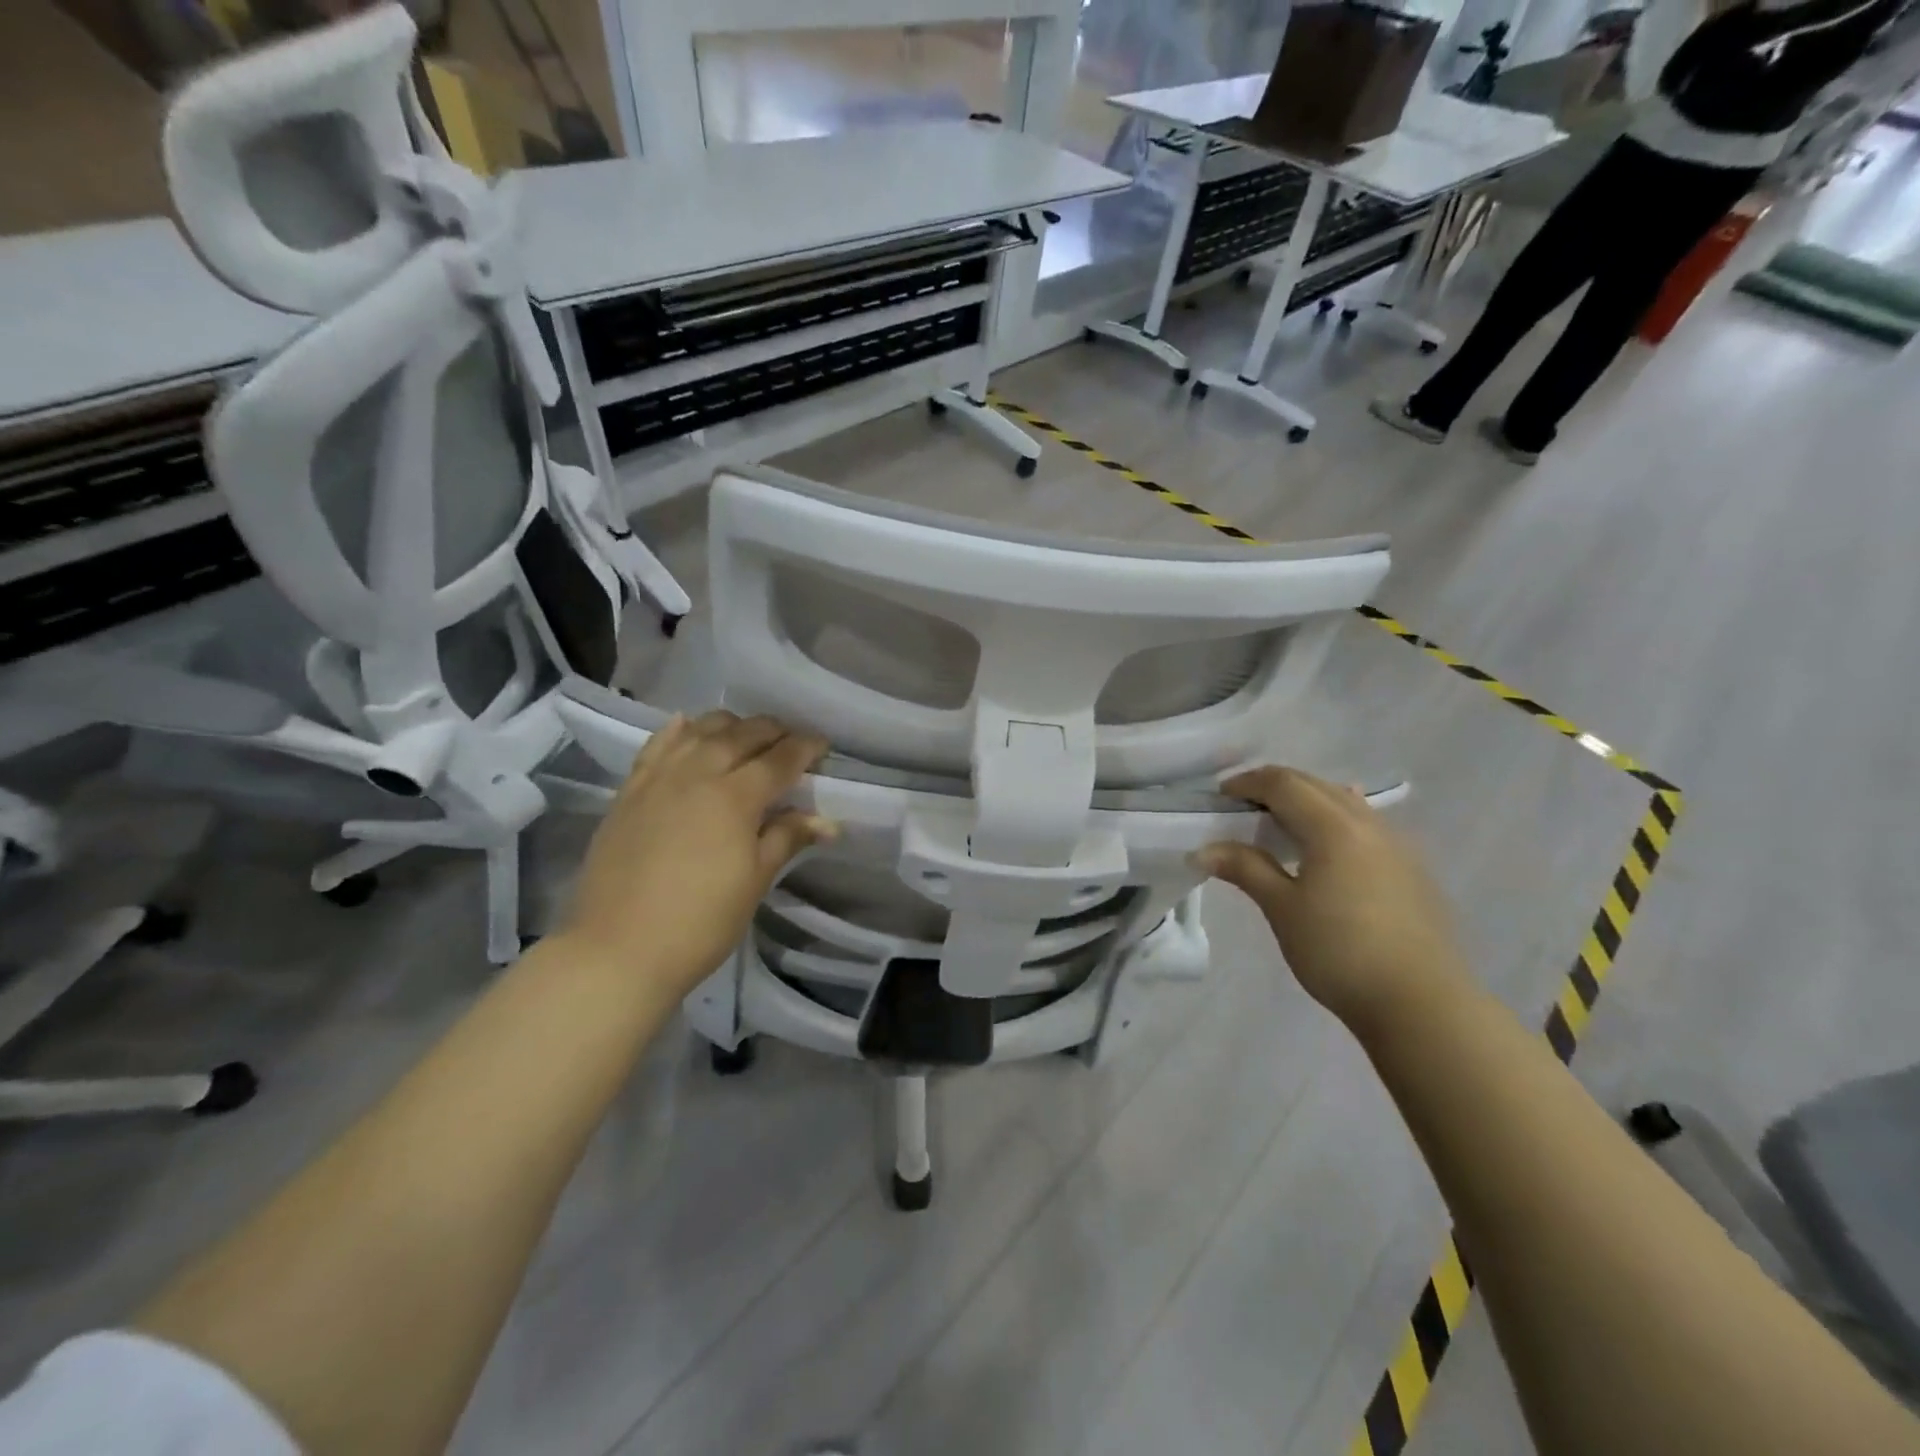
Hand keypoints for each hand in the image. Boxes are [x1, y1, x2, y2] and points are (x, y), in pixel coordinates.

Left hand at [558, 711, 833, 996]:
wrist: (618, 949)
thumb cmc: (701, 922)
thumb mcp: (755, 881)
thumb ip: (787, 838)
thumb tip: (827, 821)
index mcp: (735, 796)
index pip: (780, 758)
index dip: (806, 747)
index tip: (822, 745)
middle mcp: (698, 773)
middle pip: (742, 734)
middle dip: (773, 731)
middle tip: (790, 741)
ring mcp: (659, 778)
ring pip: (699, 730)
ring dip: (730, 725)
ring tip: (745, 735)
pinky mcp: (629, 791)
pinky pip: (657, 745)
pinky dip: (678, 730)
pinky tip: (687, 726)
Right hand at [1196, 766, 1472, 1037]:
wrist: (1422, 1004)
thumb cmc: (1339, 952)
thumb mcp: (1282, 909)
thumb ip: (1245, 869)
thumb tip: (1203, 850)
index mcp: (1334, 827)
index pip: (1284, 784)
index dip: (1248, 783)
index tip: (1220, 796)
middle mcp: (1368, 824)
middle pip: (1315, 786)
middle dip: (1276, 787)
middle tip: (1243, 807)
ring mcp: (1397, 846)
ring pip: (1345, 803)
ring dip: (1308, 802)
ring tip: (1281, 826)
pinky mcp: (1411, 870)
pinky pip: (1365, 826)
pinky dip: (1334, 823)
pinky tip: (1327, 851)